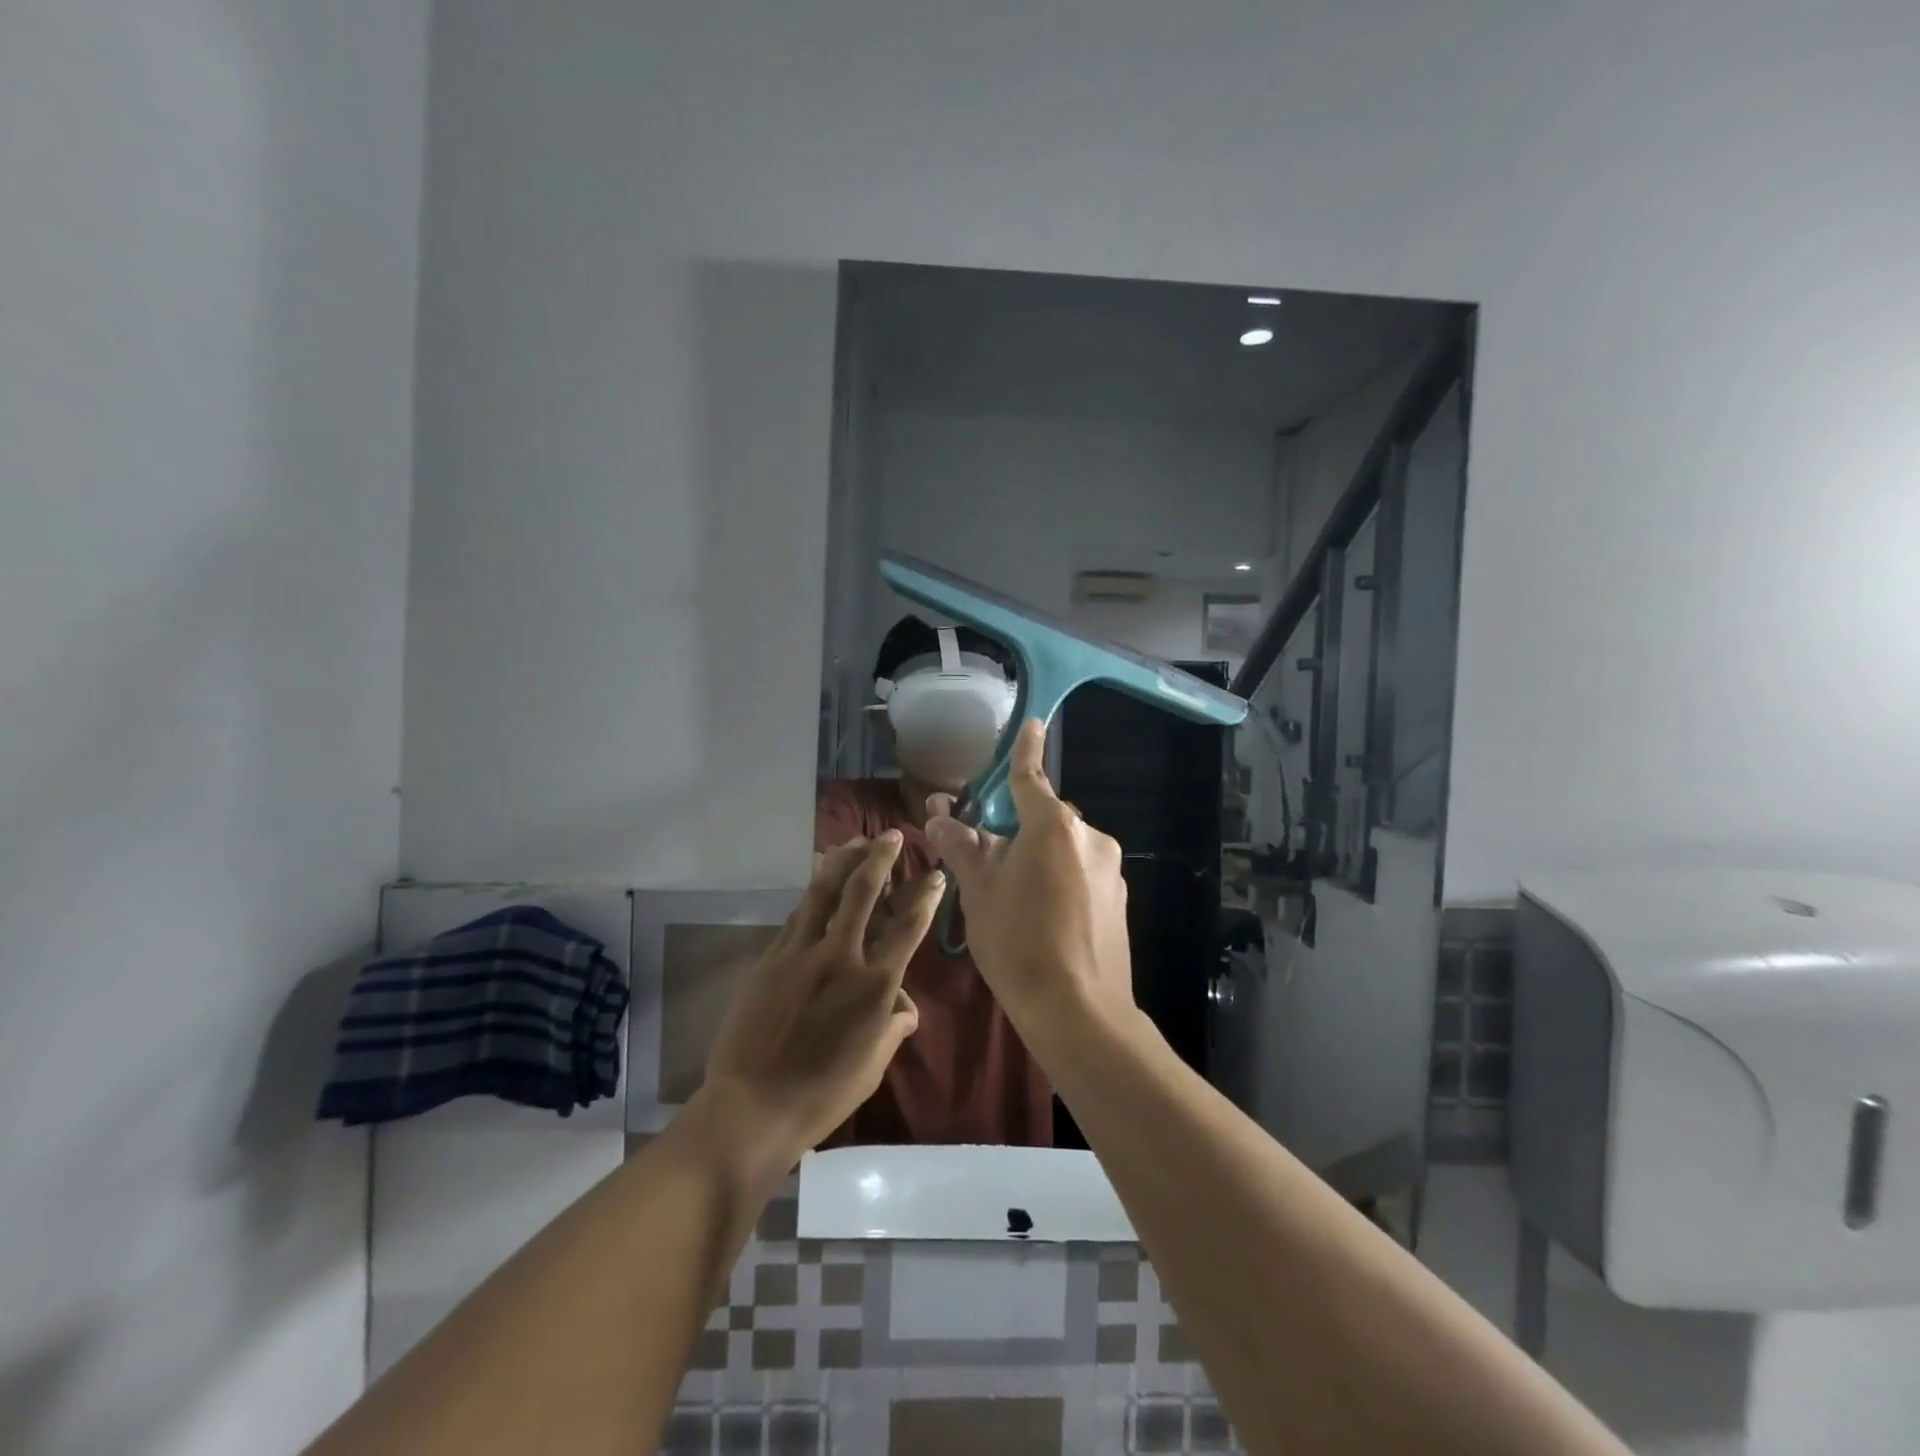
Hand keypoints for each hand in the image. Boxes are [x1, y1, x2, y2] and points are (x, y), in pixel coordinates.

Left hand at [701, 833, 940, 1159]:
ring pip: (823, 892)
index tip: (935, 875)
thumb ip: (893, 1027)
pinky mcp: (771, 958)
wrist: (752, 1106)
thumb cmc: (822, 1094)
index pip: (907, 927)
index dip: (925, 897)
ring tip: (853, 841)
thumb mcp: (872, 1065)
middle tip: (892, 836)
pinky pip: (797, 915)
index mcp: (874, 985)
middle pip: (862, 892)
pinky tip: (818, 884)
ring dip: (841, 862)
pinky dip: (813, 894)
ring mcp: (800, 953)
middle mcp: (840, 957)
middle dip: (880, 858)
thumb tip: (903, 1006)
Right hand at [923, 719, 1135, 1034]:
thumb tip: (938, 815)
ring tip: (1011, 898)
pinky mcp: (1118, 899)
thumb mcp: (979, 892)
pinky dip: (1059, 879)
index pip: (1031, 777)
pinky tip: (1043, 918)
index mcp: (1053, 826)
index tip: (1031, 722)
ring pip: (1062, 848)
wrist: (1078, 1012)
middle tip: (984, 857)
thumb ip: (961, 846)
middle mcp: (1089, 836)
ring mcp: (1109, 869)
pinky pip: (1080, 872)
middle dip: (1015, 828)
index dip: (1025, 749)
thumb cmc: (1018, 943)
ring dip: (1037, 856)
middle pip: (1043, 818)